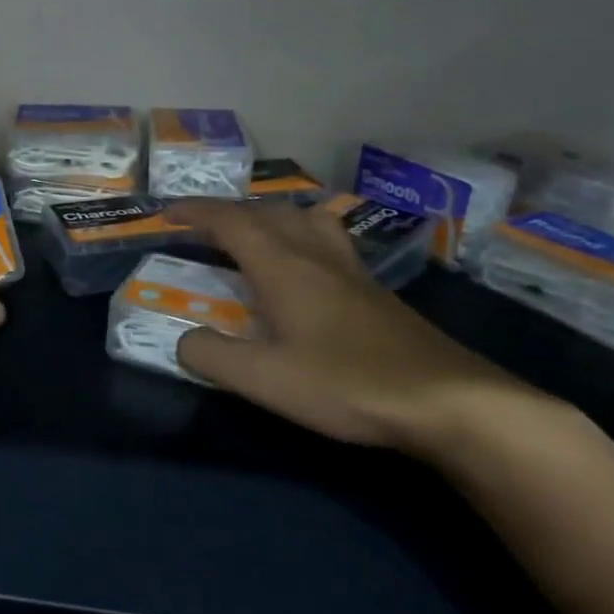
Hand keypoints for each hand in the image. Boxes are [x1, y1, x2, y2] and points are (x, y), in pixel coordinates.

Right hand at [166, 200, 545, 459]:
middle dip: (228, 213)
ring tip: (254, 235)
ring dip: (270, 217)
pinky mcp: (375, 291)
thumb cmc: (346, 384)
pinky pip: (328, 241)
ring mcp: (351, 270)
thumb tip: (183, 341)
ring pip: (305, 220)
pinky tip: (308, 269)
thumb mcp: (264, 379)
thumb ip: (212, 357)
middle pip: (268, 212)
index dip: (195, 212)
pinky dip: (302, 237)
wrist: (447, 401)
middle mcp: (316, 256)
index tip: (166, 212)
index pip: (230, 222)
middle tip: (202, 228)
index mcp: (283, 267)